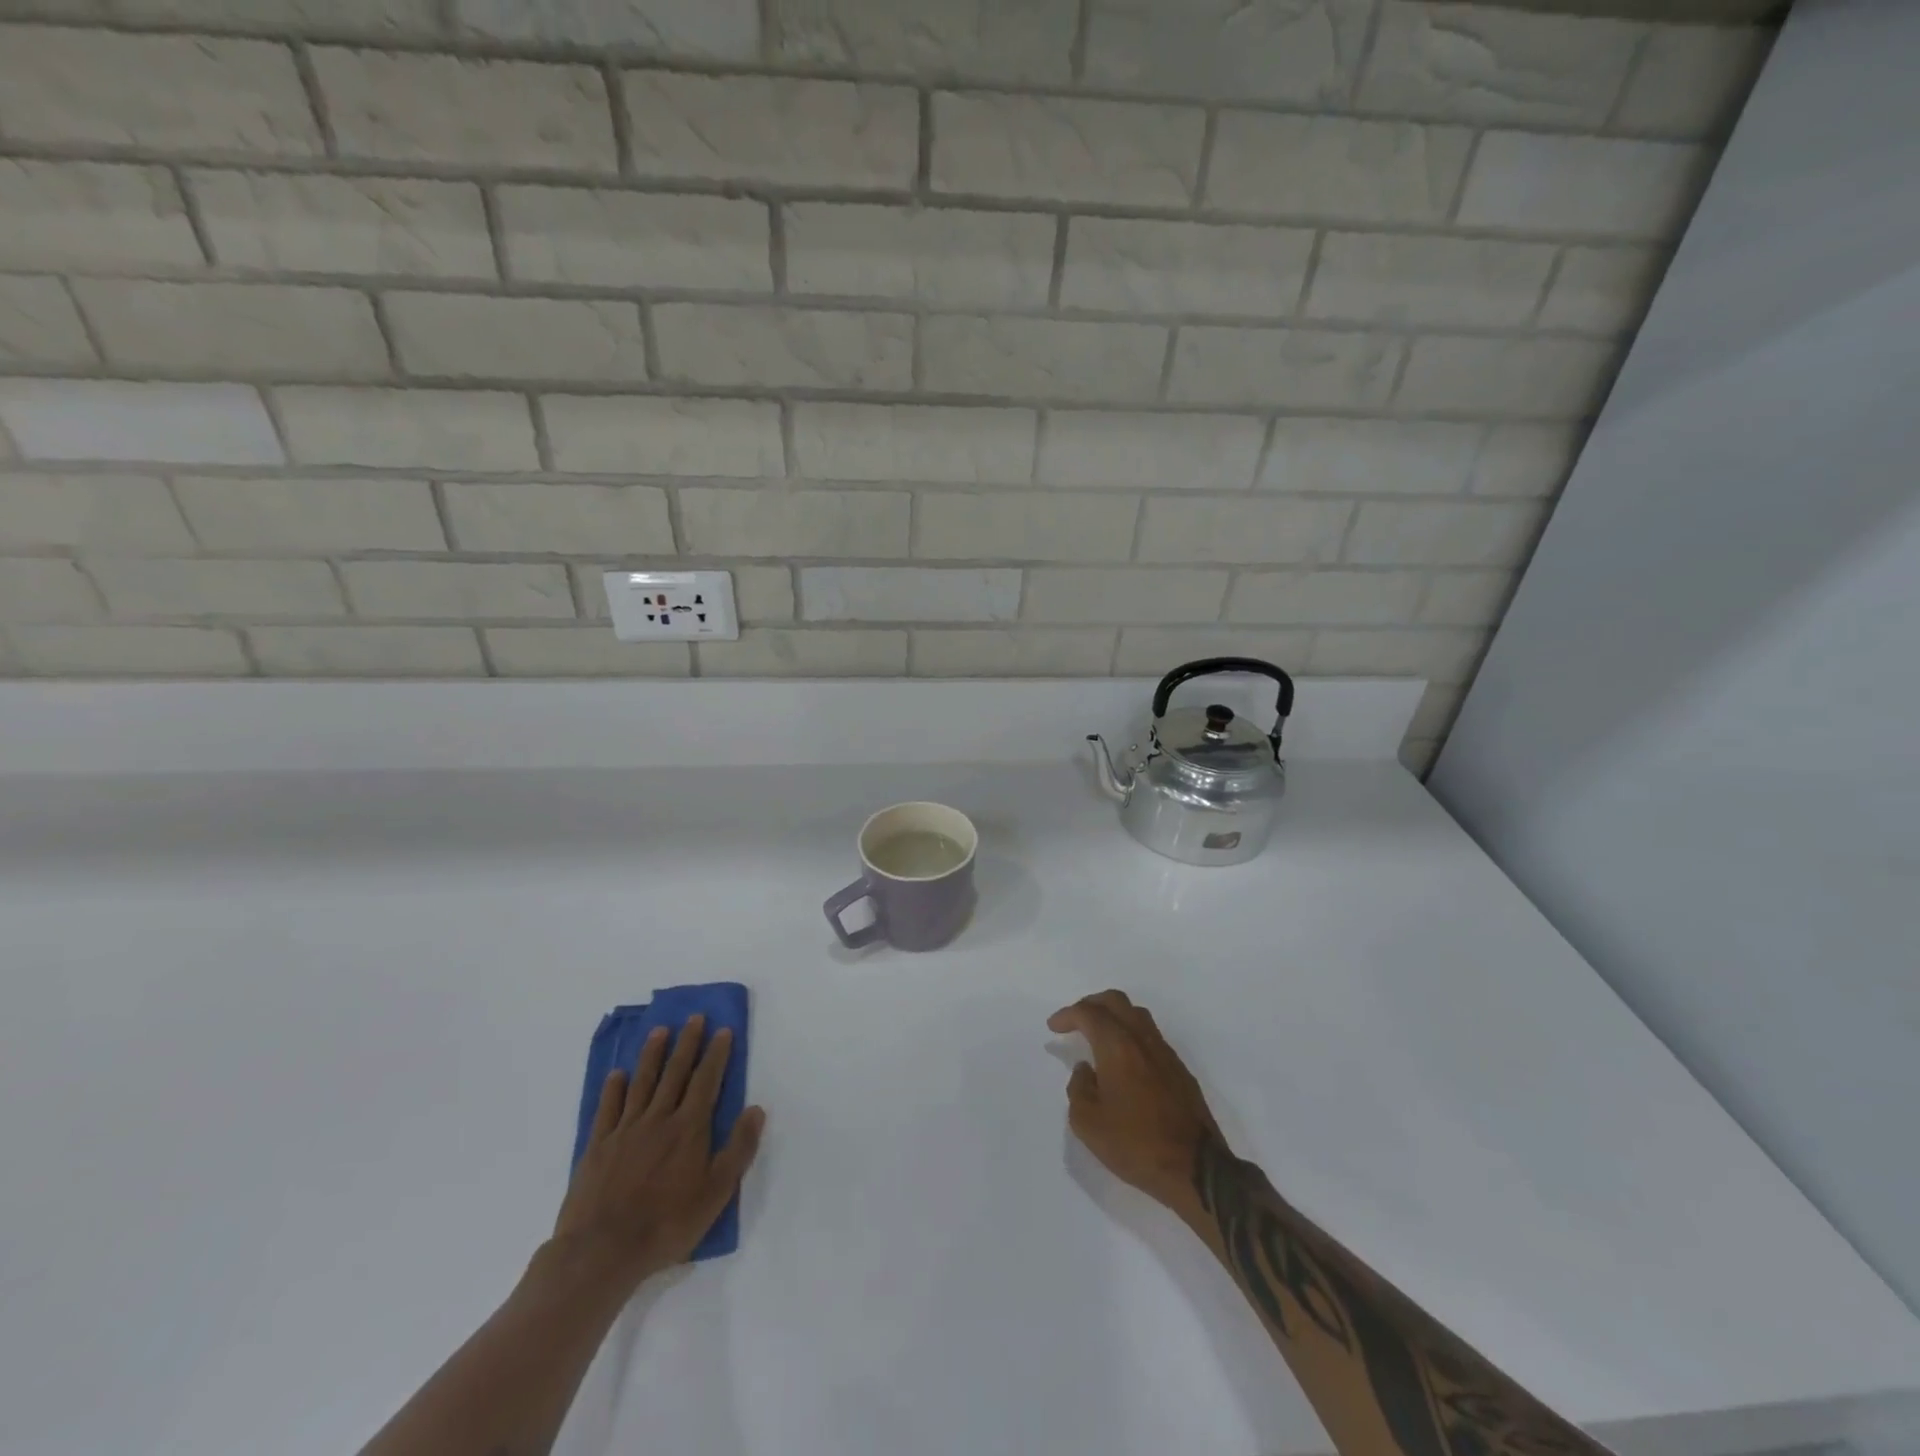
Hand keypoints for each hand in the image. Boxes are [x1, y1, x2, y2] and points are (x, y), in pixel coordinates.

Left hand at [551, 1015, 765, 1290]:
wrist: (602, 1251)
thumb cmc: (667, 1223)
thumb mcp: (716, 1193)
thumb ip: (738, 1149)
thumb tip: (756, 1109)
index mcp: (689, 1128)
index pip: (707, 1080)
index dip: (716, 1054)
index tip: (723, 1030)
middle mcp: (658, 1119)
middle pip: (675, 1072)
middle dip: (687, 1043)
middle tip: (694, 1017)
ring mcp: (625, 1130)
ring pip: (642, 1082)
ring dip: (652, 1054)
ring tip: (660, 1031)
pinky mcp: (598, 1146)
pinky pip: (608, 1108)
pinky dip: (614, 1088)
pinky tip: (618, 1074)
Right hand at [1049, 991, 1221, 1211]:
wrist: (1195, 1169)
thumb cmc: (1136, 1145)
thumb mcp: (1088, 1124)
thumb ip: (1078, 1089)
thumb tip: (1085, 1070)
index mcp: (1117, 1047)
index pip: (1089, 1014)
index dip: (1068, 1015)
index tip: (1054, 1027)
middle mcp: (1142, 1040)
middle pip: (1116, 1001)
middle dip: (1091, 1004)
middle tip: (1075, 1019)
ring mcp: (1165, 1053)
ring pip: (1137, 1015)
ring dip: (1114, 1016)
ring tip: (1099, 1035)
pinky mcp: (1180, 1070)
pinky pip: (1151, 1037)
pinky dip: (1131, 1035)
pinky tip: (1124, 1060)